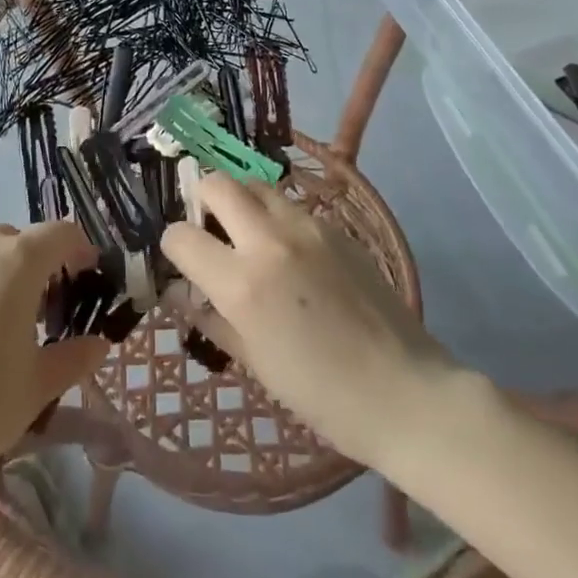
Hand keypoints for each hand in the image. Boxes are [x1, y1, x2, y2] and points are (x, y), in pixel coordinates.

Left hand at [0, 221, 108, 486]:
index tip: (89, 280)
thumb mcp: (38, 386)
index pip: (61, 233)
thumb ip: (75, 358)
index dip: (81, 250)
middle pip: (23, 239)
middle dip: (43, 263)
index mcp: (19, 261)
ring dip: (8, 271)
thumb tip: (99, 344)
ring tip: (9, 321)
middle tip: (50, 309)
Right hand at [161, 172, 456, 469]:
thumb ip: (212, 319)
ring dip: (240, 201)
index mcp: (243, 283)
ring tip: (247, 234)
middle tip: (209, 230)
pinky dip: (275, 216)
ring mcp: (307, 227)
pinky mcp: (335, 227)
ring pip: (256, 185)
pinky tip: (288, 252)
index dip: (173, 246)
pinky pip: (290, 205)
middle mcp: (270, 240)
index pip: (181, 236)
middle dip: (201, 200)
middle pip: (217, 184)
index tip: (182, 261)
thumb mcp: (255, 362)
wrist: (404, 391)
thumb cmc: (322, 394)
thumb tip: (181, 294)